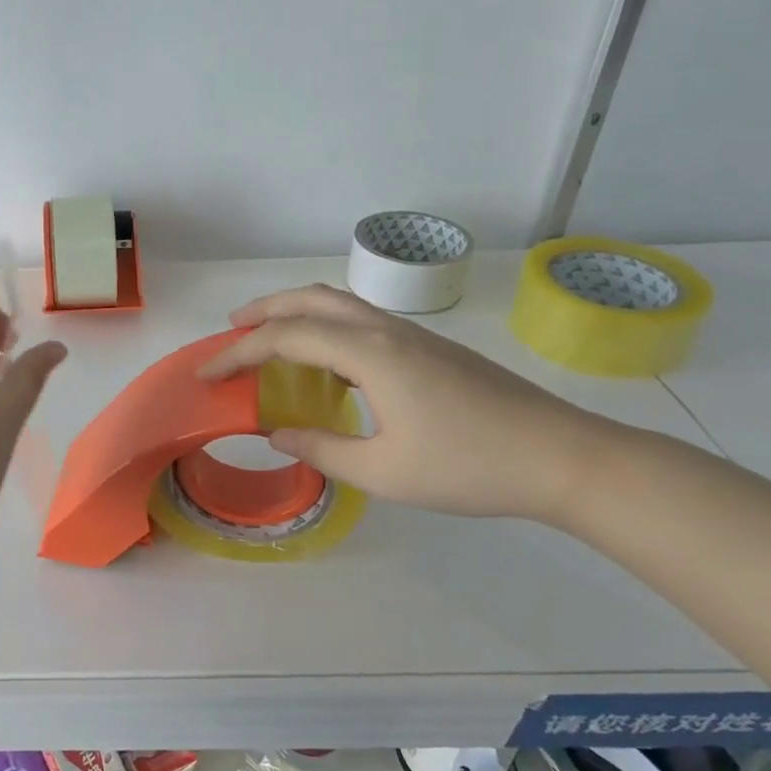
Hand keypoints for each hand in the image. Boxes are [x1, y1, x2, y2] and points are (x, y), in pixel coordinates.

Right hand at [199, 284, 606, 521]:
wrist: (563, 457)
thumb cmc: (469, 467)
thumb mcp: (383, 472)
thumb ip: (321, 449)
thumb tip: (276, 432)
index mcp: (370, 354)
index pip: (286, 337)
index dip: (239, 352)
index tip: (206, 373)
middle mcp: (387, 331)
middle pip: (312, 298)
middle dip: (264, 309)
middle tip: (231, 331)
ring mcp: (413, 336)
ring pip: (341, 304)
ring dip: (297, 312)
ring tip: (268, 339)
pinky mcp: (431, 349)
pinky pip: (362, 322)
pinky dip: (326, 327)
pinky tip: (325, 364)